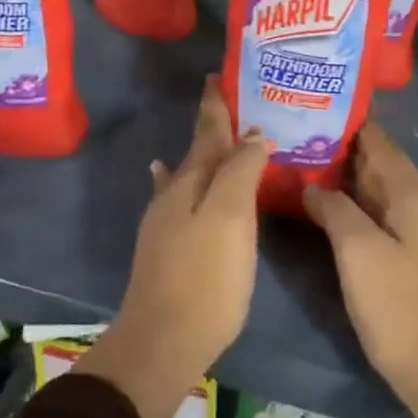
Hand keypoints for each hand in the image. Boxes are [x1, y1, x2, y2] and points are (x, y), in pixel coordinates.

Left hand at [78, 78, 268, 417]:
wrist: (163, 341)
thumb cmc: (205, 276)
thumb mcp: (231, 217)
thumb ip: (241, 170)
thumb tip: (254, 134)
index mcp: (192, 181)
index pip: (207, 130)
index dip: (215, 104)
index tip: (218, 76)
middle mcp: (174, 194)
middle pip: (197, 150)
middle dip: (213, 126)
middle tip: (232, 104)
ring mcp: (165, 222)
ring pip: (187, 174)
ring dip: (202, 154)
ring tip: (211, 135)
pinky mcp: (166, 248)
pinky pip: (177, 198)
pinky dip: (177, 181)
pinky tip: (164, 175)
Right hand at [302, 123, 417, 407]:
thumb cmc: (400, 307)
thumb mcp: (359, 253)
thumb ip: (335, 210)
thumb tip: (312, 186)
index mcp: (416, 197)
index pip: (381, 145)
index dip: (350, 125)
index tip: (315, 107)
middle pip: (382, 167)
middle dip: (344, 151)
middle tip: (299, 136)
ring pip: (381, 195)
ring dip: (348, 181)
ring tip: (306, 166)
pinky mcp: (416, 261)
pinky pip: (382, 219)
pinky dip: (356, 208)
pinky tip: (329, 211)